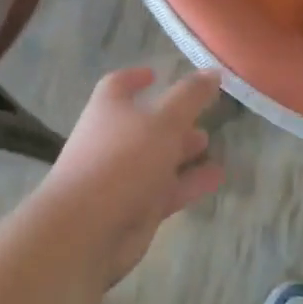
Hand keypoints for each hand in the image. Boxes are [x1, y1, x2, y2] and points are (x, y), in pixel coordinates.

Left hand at [38, 67, 225, 287]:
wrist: (85, 232)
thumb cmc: (122, 161)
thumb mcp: (163, 120)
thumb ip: (190, 96)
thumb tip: (212, 71)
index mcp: (109, 109)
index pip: (119, 85)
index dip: (136, 77)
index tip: (156, 74)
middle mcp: (113, 139)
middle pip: (144, 123)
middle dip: (172, 119)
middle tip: (201, 113)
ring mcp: (123, 177)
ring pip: (157, 158)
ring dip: (182, 151)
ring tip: (210, 144)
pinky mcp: (135, 209)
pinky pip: (167, 190)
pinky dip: (190, 182)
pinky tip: (217, 178)